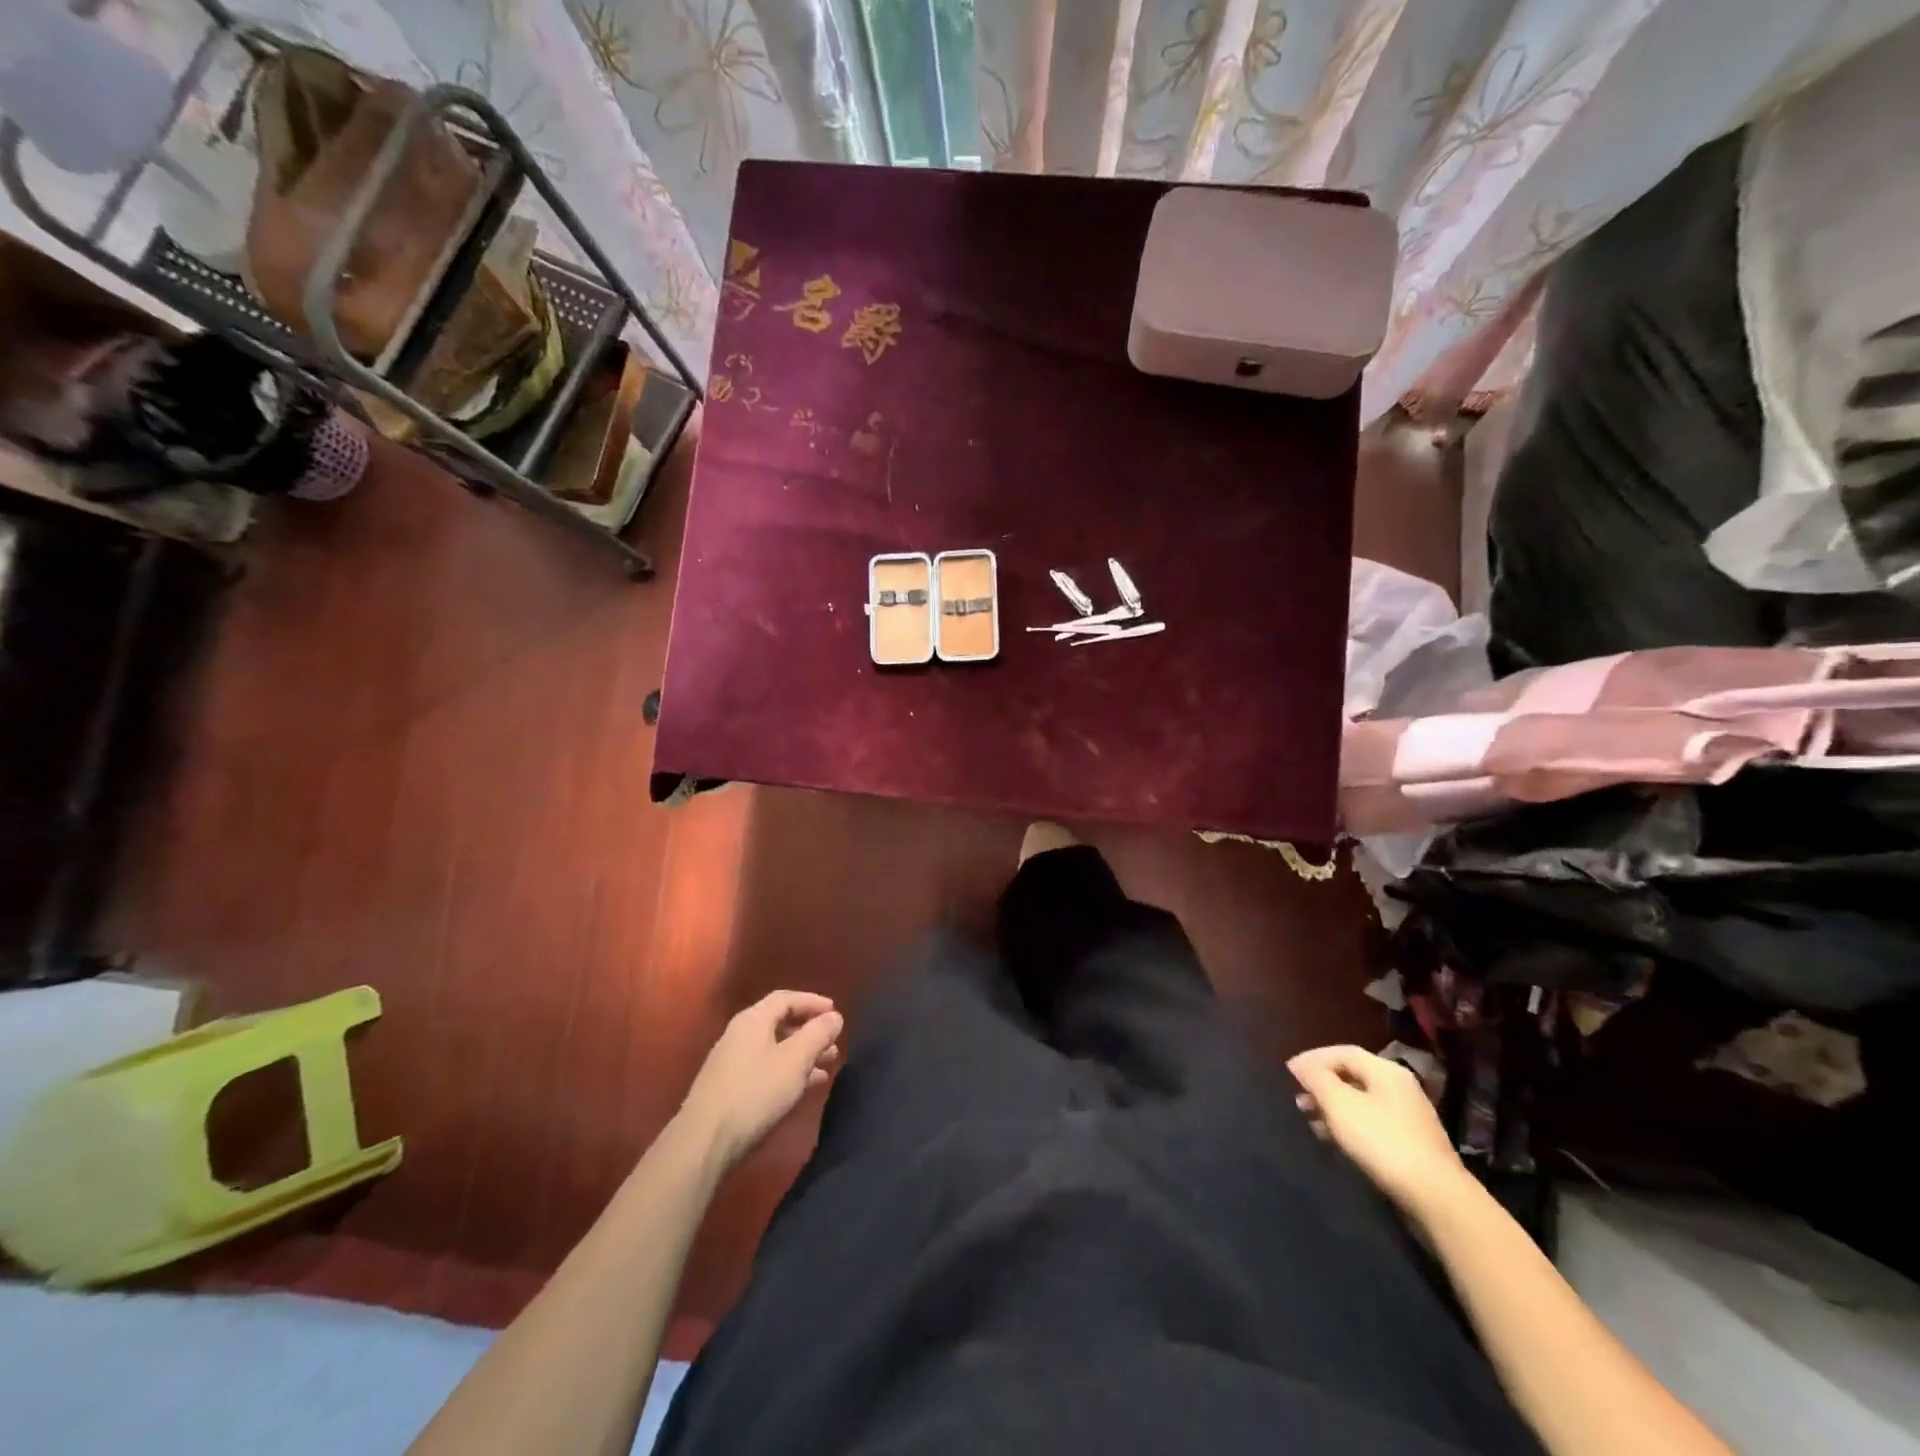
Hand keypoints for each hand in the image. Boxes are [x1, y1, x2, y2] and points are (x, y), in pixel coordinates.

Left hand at [679, 991, 843, 1168]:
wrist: (704, 1142)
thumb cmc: (755, 1093)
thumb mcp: (794, 1061)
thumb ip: (817, 1034)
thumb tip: (834, 1016)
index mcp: (753, 1020)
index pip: (785, 998)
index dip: (812, 1002)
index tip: (835, 1012)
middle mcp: (739, 1035)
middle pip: (779, 1023)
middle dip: (810, 1031)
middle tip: (834, 1043)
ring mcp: (731, 1062)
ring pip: (774, 1049)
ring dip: (802, 1054)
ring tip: (827, 1067)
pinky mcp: (729, 1088)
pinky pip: (765, 1069)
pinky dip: (787, 1071)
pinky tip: (804, 1087)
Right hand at [1288, 1044, 1467, 1218]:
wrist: (1436, 1197)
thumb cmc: (1382, 1141)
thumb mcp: (1340, 1104)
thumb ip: (1317, 1078)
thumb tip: (1300, 1065)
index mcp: (1386, 1071)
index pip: (1342, 1052)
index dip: (1313, 1059)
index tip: (1288, 1073)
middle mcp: (1400, 1087)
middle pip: (1353, 1075)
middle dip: (1322, 1084)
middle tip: (1298, 1099)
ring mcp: (1409, 1117)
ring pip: (1361, 1101)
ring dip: (1333, 1107)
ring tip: (1311, 1120)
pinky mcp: (1412, 1144)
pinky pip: (1372, 1123)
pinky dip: (1349, 1125)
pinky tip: (1335, 1140)